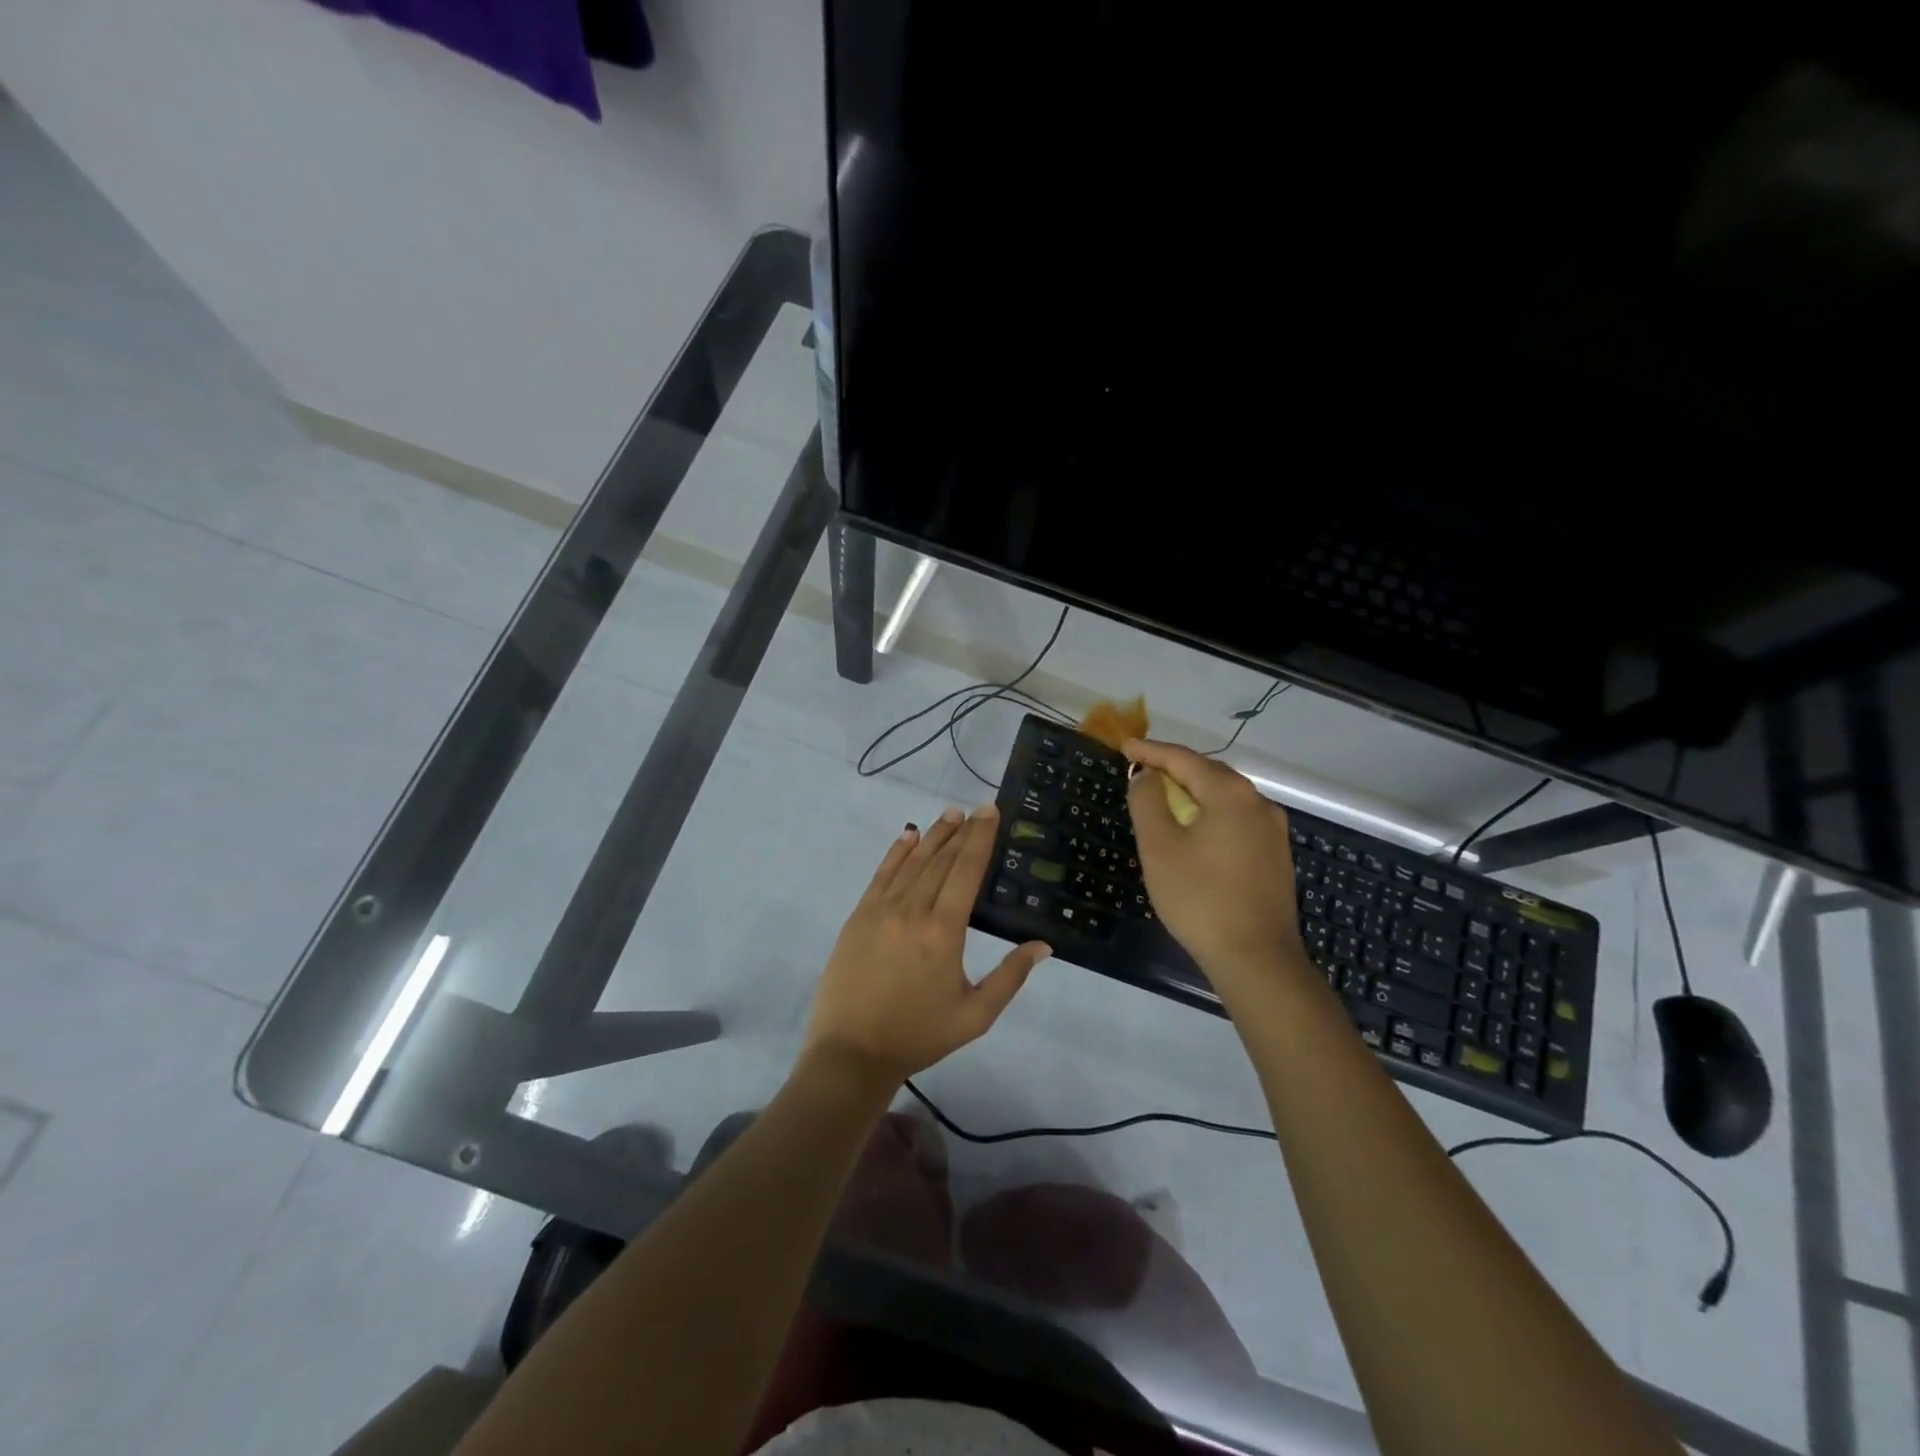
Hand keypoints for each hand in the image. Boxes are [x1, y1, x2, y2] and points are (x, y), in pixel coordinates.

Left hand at [803, 806, 1050, 1089]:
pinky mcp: (859, 916)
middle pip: (941, 860)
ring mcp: (881, 910)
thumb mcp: (975, 1015)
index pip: (966, 871)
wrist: (852, 1052)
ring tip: (951, 815)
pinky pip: (881, 875)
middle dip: (962, 832)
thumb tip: (1043, 945)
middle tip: (977, 810)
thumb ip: (1010, 977)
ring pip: (912, 862)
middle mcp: (912, 910)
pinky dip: (897, 852)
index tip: (990, 812)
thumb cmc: (919, 1035)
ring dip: (934, 836)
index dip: (980, 839)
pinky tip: (909, 836)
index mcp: (943, 931)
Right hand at [1124, 738, 1309, 991]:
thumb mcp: (1159, 847)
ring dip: (1193, 791)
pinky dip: (1210, 813)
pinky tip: (1194, 829)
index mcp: (1230, 794)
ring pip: (1225, 797)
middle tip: (1141, 769)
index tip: (1124, 747)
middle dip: (1174, 768)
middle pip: (1209, 773)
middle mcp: (1258, 803)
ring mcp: (1272, 831)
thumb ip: (1147, 802)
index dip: (1151, 751)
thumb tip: (1146, 776)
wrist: (1256, 958)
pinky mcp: (1275, 856)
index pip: (1184, 759)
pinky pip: (1236, 819)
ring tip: (1163, 796)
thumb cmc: (1200, 898)